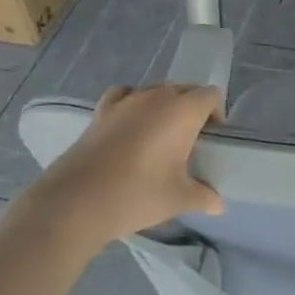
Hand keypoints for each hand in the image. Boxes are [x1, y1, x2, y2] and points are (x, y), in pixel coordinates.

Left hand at [24, 83, 222, 242]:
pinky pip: (125, 95)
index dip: (216, 113)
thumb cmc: (137, 194)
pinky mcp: (101, 111)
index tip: (211, 139)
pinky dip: (133, 104)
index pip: (210, 95)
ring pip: (155, 91)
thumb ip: (203, 197)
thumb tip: (218, 204)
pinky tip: (130, 125)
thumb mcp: (178, 199)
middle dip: (192, 109)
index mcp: (183, 111)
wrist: (76, 202)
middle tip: (190, 141)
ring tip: (160, 136)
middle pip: (184, 89)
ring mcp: (126, 101)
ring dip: (164, 106)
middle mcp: (156, 97)